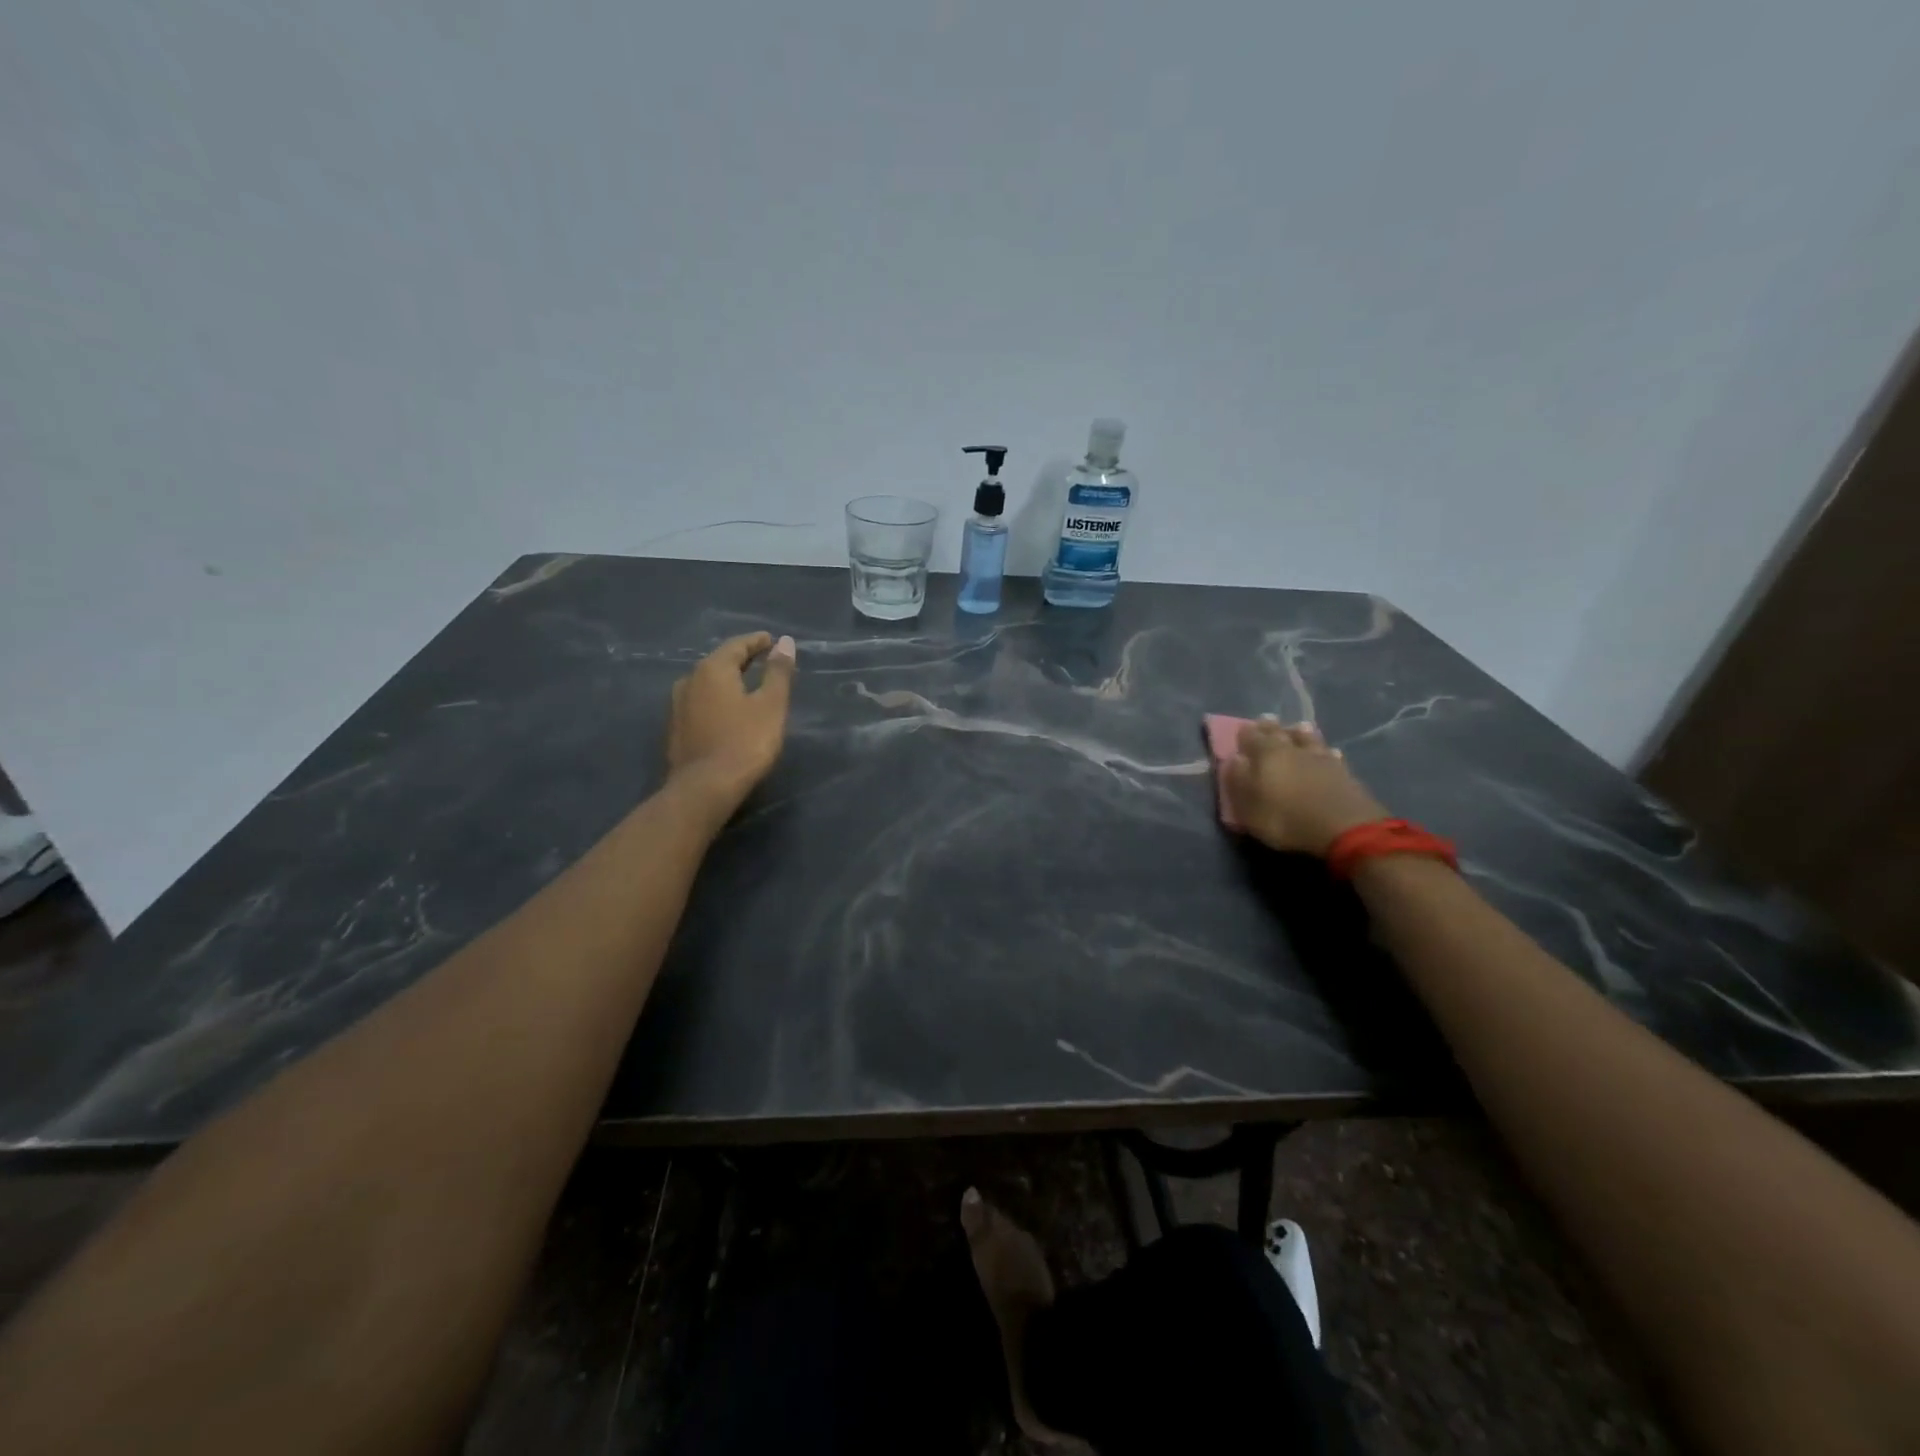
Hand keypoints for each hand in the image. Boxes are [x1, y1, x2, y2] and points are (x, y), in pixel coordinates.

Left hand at [667, 632, 796, 816]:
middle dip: (741, 659)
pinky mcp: (676, 729)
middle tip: (762, 659)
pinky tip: (727, 710)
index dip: (756, 641)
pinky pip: (699, 702)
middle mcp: (689, 680)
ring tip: (746, 684)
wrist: (704, 788)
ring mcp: (677, 706)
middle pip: (718, 662)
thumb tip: (785, 642)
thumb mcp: (771, 705)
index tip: (771, 641)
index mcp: (712, 669)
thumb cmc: (745, 742)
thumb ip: (778, 672)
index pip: (736, 645)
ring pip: (706, 683)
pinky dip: (716, 699)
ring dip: (727, 679)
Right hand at [1224, 719, 1388, 855]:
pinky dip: (1324, 751)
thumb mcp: (1249, 807)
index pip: (1250, 736)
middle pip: (1280, 733)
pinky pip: (1330, 754)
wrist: (1345, 828)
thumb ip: (1237, 781)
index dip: (1244, 733)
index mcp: (1265, 754)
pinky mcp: (1344, 772)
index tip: (1241, 729)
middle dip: (1271, 727)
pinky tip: (1328, 752)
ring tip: (1297, 728)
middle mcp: (1293, 749)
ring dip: (1300, 733)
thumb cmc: (1286, 818)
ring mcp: (1321, 758)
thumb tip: (1233, 759)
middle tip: (1266, 721)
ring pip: (1308, 739)